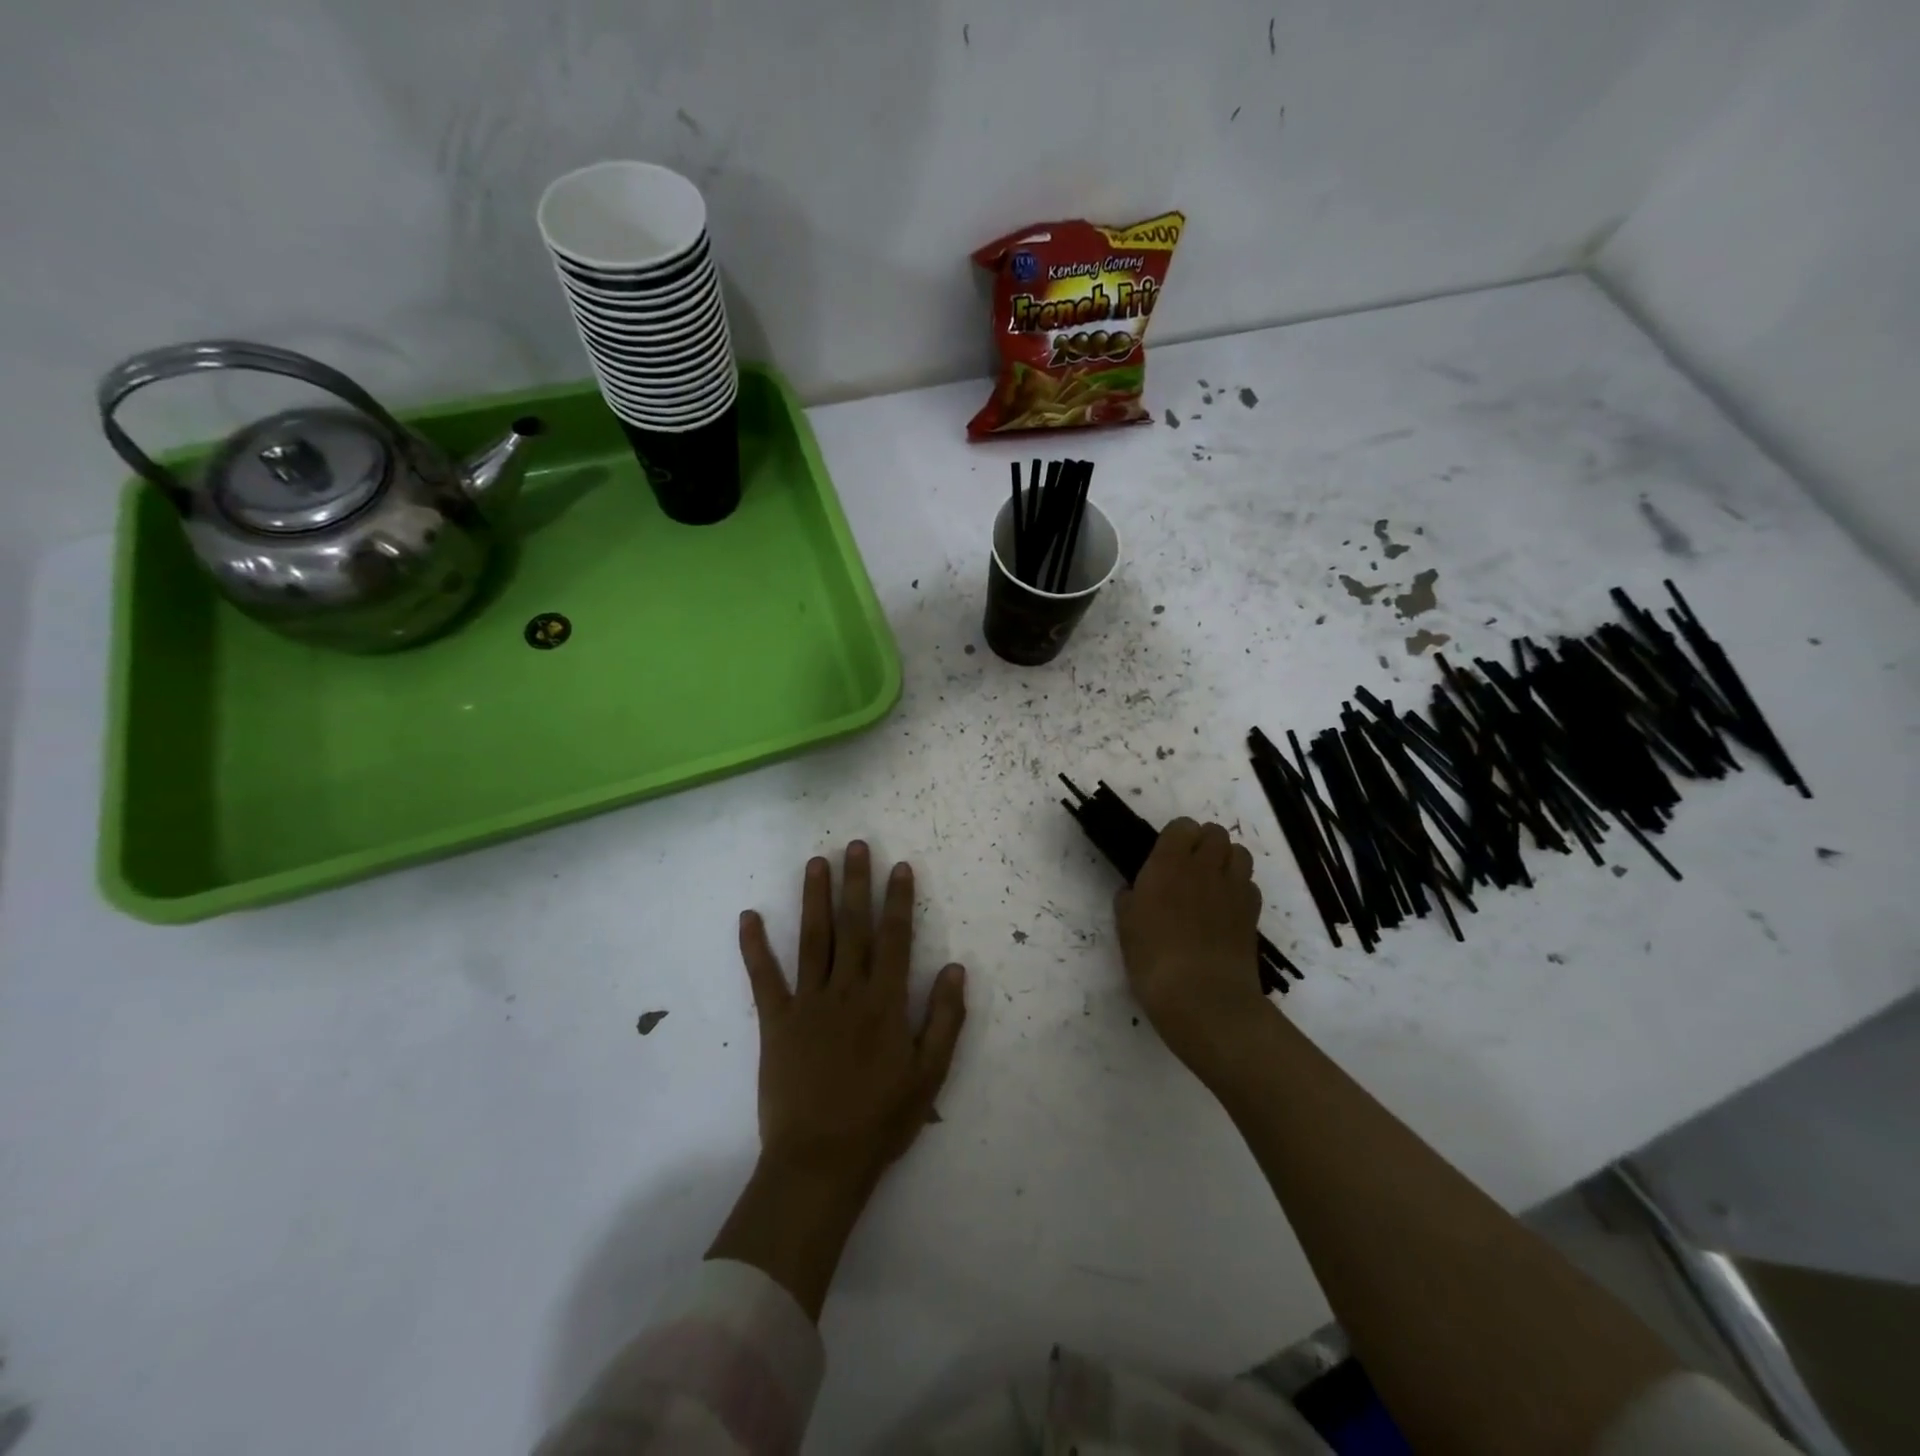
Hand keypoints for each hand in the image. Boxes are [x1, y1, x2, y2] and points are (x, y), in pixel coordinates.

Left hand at [738, 841, 967, 1193]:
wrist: (820, 1162)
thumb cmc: (880, 1120)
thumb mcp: (929, 1075)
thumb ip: (945, 1019)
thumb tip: (955, 967)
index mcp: (885, 1003)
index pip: (895, 939)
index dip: (899, 901)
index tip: (900, 867)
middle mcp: (847, 992)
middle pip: (854, 927)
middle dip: (856, 884)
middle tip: (856, 845)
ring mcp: (807, 1004)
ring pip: (813, 940)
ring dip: (814, 898)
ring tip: (816, 862)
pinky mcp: (775, 1023)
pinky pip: (764, 978)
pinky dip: (754, 947)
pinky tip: (748, 917)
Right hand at [1114, 819, 1271, 1079]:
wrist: (1203, 997)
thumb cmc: (1153, 959)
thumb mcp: (1126, 926)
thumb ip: (1130, 900)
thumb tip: (1135, 891)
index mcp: (1169, 864)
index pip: (1182, 826)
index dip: (1176, 836)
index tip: (1165, 855)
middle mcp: (1205, 867)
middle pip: (1216, 833)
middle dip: (1204, 842)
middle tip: (1188, 867)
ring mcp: (1234, 889)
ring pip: (1240, 853)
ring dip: (1226, 860)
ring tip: (1211, 883)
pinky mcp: (1252, 913)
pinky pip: (1250, 885)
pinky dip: (1239, 889)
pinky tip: (1225, 910)